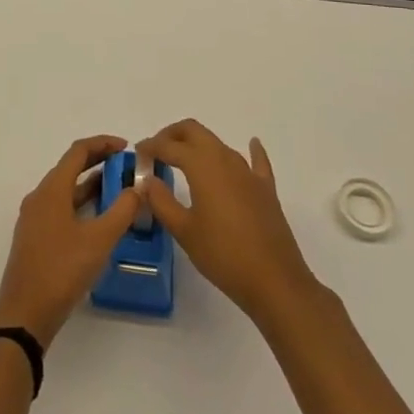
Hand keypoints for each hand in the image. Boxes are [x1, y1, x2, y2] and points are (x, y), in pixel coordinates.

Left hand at [0, 135, 141, 346]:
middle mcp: (40, 196)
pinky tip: (99, 221)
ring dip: (91, 185)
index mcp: (52, 189)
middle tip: (126, 167)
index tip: (126, 147)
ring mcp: (35, 217)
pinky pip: (61, 208)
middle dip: (98, 163)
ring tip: (119, 191)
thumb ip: (122, 211)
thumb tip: (138, 188)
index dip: (103, 144)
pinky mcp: (35, 237)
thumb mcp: (99, 240)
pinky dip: (81, 204)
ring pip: (66, 190)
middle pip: (70, 168)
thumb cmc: (62, 270)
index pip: (78, 152)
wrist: (24, 313)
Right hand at [140, 119, 320, 324]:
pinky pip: (257, 161)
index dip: (151, 146)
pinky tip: (252, 144)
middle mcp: (225, 160)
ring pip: (219, 144)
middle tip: (157, 150)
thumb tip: (147, 180)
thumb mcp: (184, 231)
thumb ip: (162, 201)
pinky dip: (251, 150)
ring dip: (199, 145)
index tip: (138, 154)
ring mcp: (249, 173)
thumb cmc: (223, 255)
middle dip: (172, 134)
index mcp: (202, 166)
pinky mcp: (266, 189)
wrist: (275, 281)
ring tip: (184, 161)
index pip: (170, 146)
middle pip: (194, 131)